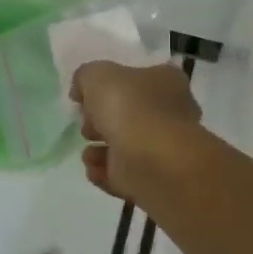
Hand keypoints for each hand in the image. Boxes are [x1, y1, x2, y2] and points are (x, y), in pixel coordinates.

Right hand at [71, 61, 201, 203]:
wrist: (153, 160)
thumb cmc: (130, 107)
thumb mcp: (97, 75)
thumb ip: (86, 77)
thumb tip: (82, 90)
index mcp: (166, 81)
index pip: (137, 78)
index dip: (108, 87)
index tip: (87, 98)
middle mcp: (170, 112)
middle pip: (129, 114)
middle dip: (102, 121)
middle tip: (87, 125)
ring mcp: (164, 148)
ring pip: (125, 146)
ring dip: (100, 150)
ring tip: (87, 152)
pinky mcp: (154, 178)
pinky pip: (124, 173)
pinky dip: (105, 172)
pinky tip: (93, 169)